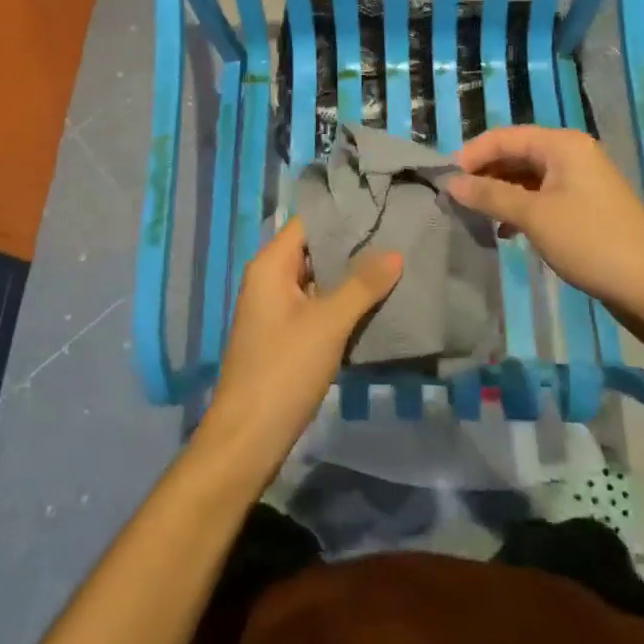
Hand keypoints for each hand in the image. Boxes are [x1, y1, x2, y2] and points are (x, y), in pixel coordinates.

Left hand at [199, 217, 400, 486]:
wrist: (247, 438)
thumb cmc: (283, 370)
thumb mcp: (328, 324)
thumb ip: (362, 285)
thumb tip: (395, 251)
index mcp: (271, 264)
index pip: (308, 221)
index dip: (341, 213)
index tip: (380, 206)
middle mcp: (269, 278)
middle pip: (313, 248)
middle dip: (351, 244)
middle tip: (396, 233)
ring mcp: (275, 307)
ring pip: (317, 278)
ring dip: (348, 274)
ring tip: (393, 262)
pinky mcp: (284, 333)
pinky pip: (316, 304)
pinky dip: (341, 300)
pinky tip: (374, 302)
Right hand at [447, 126, 643, 324]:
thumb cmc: (591, 242)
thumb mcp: (533, 216)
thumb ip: (490, 195)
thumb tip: (452, 183)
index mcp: (562, 144)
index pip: (504, 136)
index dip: (471, 154)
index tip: (444, 180)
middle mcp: (571, 153)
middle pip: (516, 153)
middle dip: (484, 173)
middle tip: (456, 199)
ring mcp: (581, 180)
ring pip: (527, 176)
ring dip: (500, 192)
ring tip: (475, 215)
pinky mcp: (585, 206)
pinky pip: (542, 196)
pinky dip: (520, 207)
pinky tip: (505, 230)